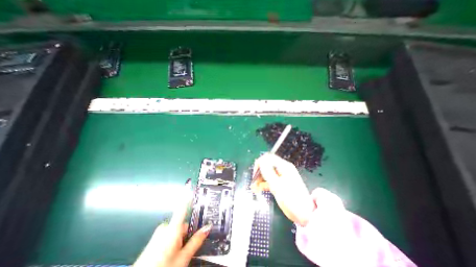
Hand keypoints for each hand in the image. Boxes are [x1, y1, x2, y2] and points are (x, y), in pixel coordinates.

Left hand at [132, 183, 209, 266]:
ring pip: (175, 231)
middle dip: (186, 233)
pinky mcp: (154, 240)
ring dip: (180, 239)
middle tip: (188, 247)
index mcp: (173, 229)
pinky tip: (170, 255)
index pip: (182, 207)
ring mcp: (158, 234)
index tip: (189, 184)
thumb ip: (196, 240)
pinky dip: (172, 242)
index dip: (187, 195)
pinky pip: (168, 235)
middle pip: (182, 223)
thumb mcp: (183, 258)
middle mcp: (165, 228)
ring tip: (178, 255)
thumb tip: (207, 227)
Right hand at [250, 153, 314, 225]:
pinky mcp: (280, 184)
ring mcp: (281, 176)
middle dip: (259, 172)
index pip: (268, 158)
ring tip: (254, 188)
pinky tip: (258, 189)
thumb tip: (260, 160)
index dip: (260, 163)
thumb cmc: (292, 200)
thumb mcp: (278, 185)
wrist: (305, 215)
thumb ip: (268, 172)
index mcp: (283, 166)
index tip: (255, 174)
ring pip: (267, 173)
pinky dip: (263, 184)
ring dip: (259, 179)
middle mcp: (282, 169)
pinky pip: (269, 180)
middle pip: (267, 165)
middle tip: (253, 182)